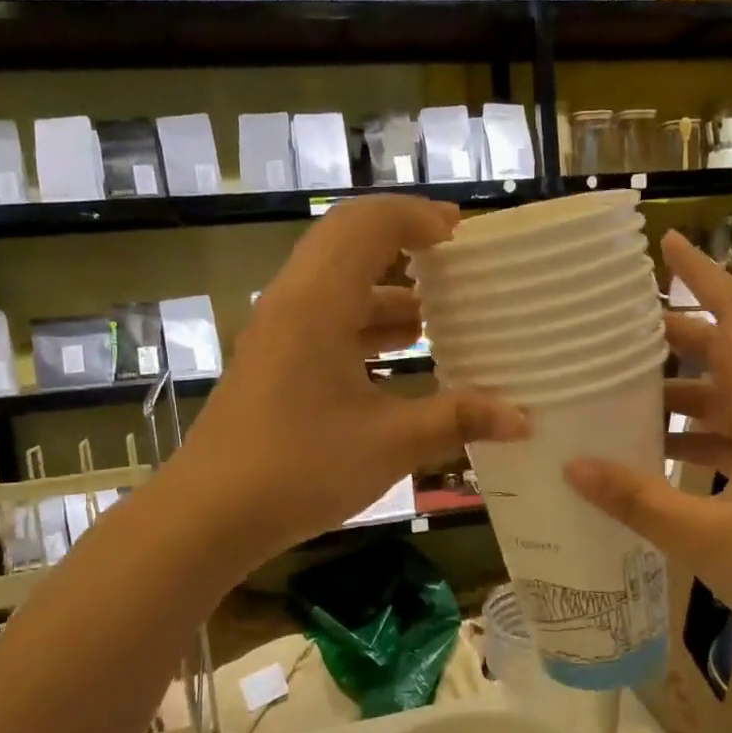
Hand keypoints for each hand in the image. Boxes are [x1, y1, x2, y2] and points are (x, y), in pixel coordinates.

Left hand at [170, 196, 527, 566]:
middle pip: (348, 244)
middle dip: (402, 244)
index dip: (416, 217)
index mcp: (317, 303)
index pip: (367, 226)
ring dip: (386, 292)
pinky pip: (325, 319)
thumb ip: (457, 421)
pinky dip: (365, 324)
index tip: (462, 233)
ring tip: (437, 316)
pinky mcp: (273, 362)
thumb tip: (522, 419)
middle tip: (454, 260)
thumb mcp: (388, 444)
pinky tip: (400, 357)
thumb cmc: (298, 468)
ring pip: (336, 286)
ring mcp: (277, 333)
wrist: (209, 515)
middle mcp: (292, 303)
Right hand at [565, 230, 731, 668]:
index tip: (666, 245)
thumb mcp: (710, 538)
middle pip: (728, 353)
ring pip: (727, 397)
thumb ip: (639, 500)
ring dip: (680, 390)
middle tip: (615, 332)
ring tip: (620, 391)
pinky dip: (694, 434)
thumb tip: (573, 465)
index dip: (704, 277)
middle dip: (675, 335)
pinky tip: (655, 454)